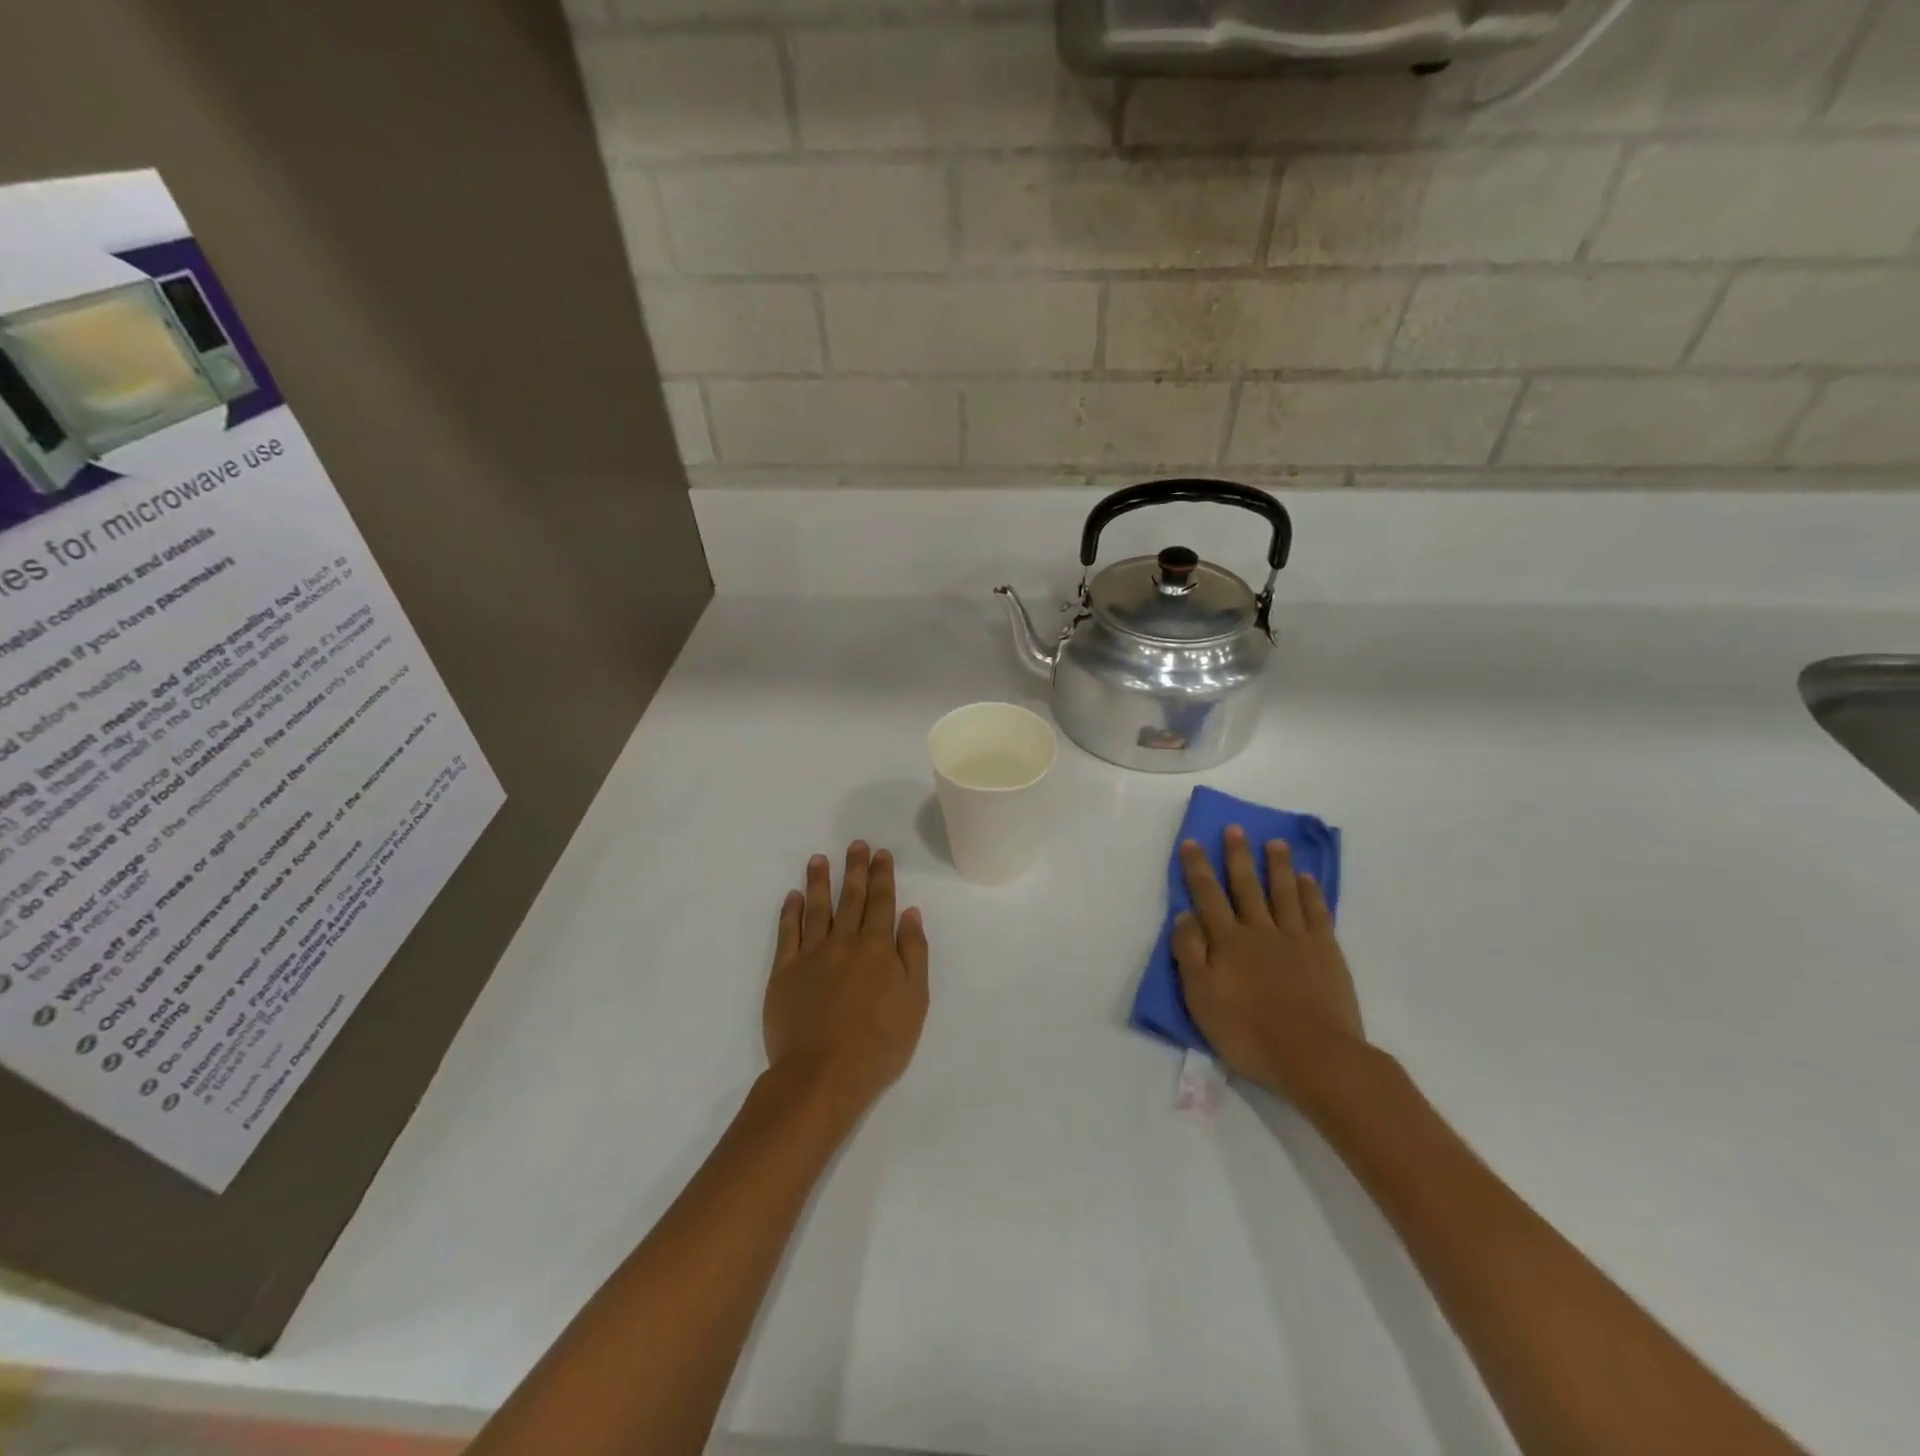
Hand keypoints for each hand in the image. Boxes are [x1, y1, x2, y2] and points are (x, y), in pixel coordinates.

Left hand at [764, 841, 928, 1124]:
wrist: (822, 1075)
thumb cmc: (879, 1044)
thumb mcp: (914, 1001)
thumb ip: (913, 954)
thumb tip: (910, 914)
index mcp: (878, 948)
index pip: (882, 903)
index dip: (882, 876)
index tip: (881, 853)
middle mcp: (844, 942)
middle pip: (851, 898)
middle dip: (855, 869)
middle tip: (856, 845)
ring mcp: (811, 956)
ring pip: (817, 908)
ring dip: (820, 881)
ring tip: (819, 859)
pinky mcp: (784, 973)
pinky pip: (787, 933)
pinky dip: (790, 912)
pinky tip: (793, 896)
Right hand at [1173, 826, 1366, 1097]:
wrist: (1315, 1057)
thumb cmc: (1249, 1033)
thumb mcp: (1202, 999)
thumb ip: (1190, 954)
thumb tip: (1184, 915)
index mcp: (1227, 941)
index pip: (1207, 896)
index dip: (1198, 868)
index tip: (1192, 842)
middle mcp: (1259, 930)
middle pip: (1246, 885)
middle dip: (1237, 855)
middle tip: (1235, 829)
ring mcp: (1296, 938)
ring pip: (1283, 892)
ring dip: (1277, 865)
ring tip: (1275, 842)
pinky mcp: (1326, 952)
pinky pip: (1316, 913)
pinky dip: (1309, 892)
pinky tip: (1306, 879)